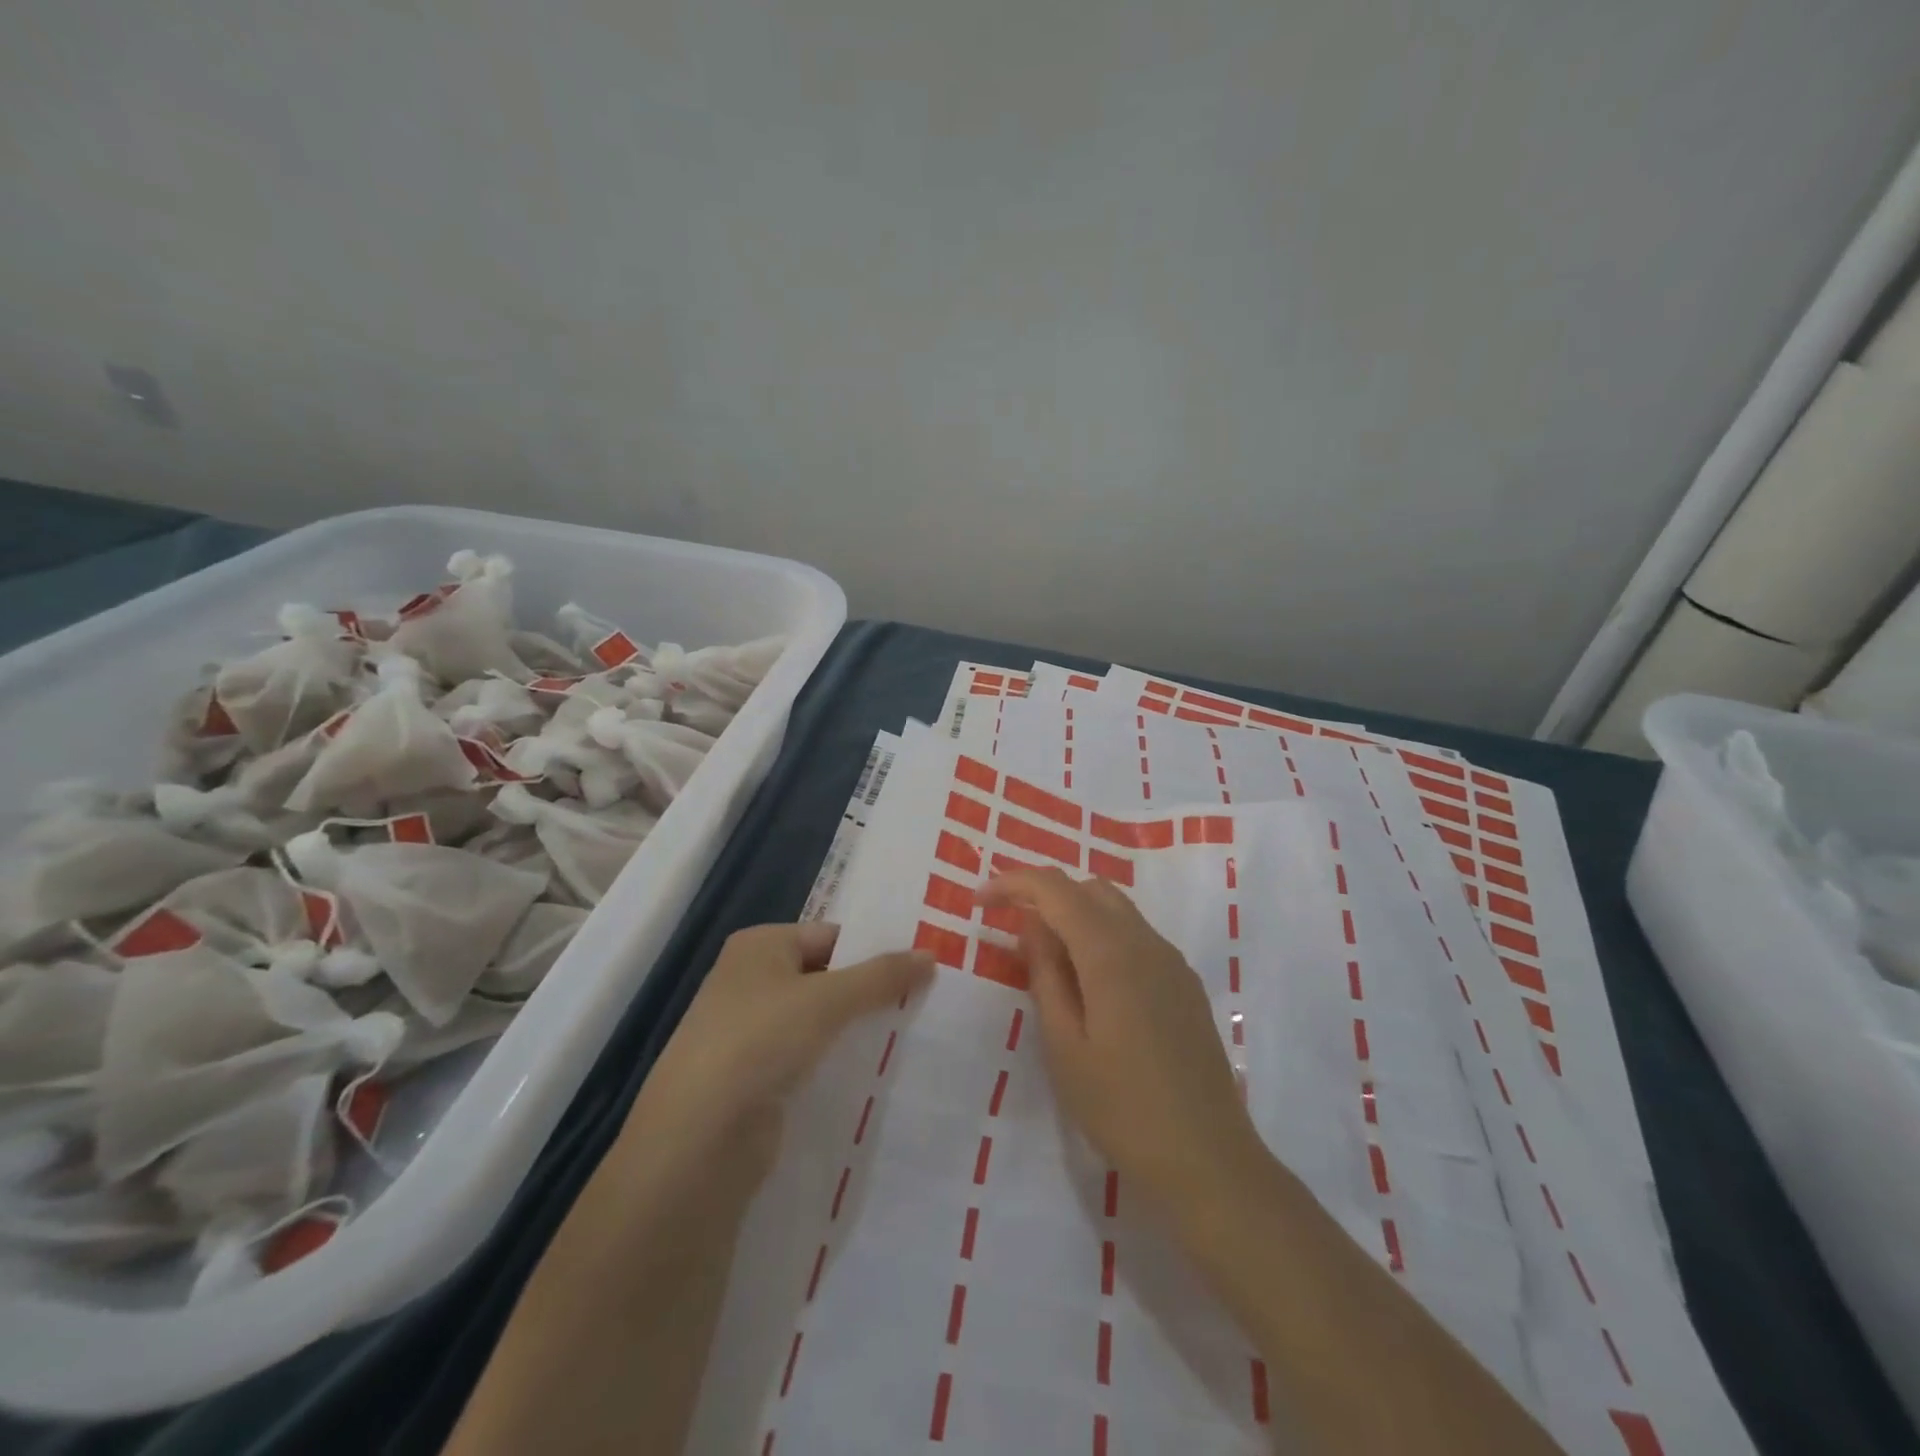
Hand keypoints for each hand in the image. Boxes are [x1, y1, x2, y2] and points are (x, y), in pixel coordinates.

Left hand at [622, 923, 933, 1176]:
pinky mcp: (758, 1081)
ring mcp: (752, 1034)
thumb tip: (931, 955)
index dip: (875, 949)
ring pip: (822, 1023)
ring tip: (916, 1035)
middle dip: (872, 991)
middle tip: (929, 999)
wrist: (697, 1141)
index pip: (831, 936)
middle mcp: (751, 982)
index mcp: (759, 947)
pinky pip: (811, 1060)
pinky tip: (880, 1074)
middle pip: (827, 977)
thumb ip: (881, 976)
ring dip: (859, 1030)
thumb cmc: (758, 1043)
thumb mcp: (827, 999)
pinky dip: (840, 1064)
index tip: (924, 966)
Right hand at [982, 869, 1262, 1216]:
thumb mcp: (1064, 1046)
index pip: (1056, 889)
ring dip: (1076, 916)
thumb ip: (1046, 976)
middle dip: (1046, 896)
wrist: (1208, 1160)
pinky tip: (1090, 984)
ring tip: (1047, 960)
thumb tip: (1032, 927)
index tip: (979, 901)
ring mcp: (1172, 962)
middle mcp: (1146, 943)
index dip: (1013, 883)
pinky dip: (1103, 937)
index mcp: (1111, 953)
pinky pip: (1137, 937)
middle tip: (1012, 931)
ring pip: (1116, 910)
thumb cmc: (1121, 1108)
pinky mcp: (1185, 984)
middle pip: (1089, 889)